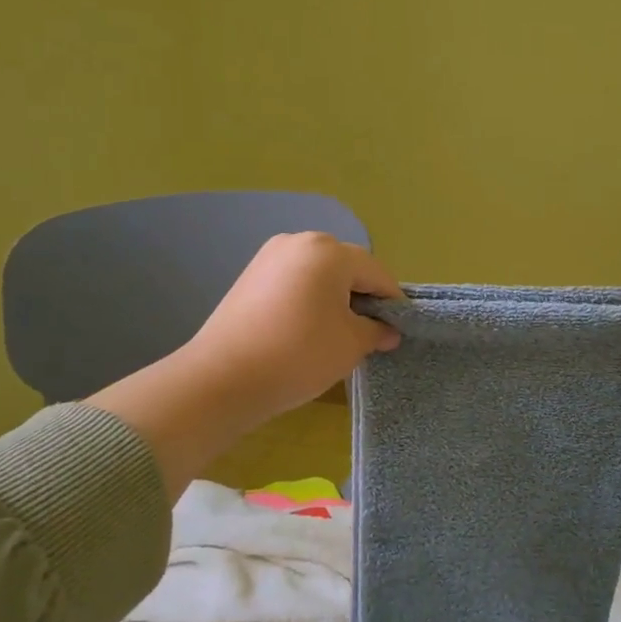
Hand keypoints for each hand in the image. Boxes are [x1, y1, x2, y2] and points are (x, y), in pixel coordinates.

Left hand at [185, 232, 402, 422]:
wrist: (222, 379)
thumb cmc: (298, 355)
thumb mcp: (350, 345)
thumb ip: (376, 331)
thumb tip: (388, 331)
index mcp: (329, 251)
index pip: (376, 273)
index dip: (392, 301)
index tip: (398, 329)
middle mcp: (299, 242)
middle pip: (347, 267)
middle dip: (362, 297)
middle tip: (367, 333)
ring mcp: (270, 256)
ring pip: (319, 273)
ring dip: (334, 297)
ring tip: (335, 333)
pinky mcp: (250, 275)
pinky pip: (294, 280)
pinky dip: (308, 299)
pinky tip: (305, 329)